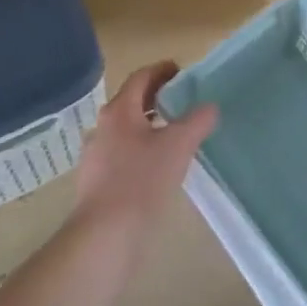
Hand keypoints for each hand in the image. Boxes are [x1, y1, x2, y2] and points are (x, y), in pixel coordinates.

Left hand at [73, 62, 216, 242]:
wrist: (105, 235)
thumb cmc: (141, 181)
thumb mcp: (178, 146)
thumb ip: (197, 121)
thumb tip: (210, 106)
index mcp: (119, 111)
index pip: (140, 77)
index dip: (161, 70)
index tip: (181, 71)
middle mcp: (103, 127)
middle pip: (131, 101)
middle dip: (156, 97)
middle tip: (182, 100)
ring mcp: (96, 155)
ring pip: (126, 129)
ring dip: (149, 124)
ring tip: (174, 133)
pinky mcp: (96, 181)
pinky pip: (121, 153)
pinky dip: (140, 148)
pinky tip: (157, 166)